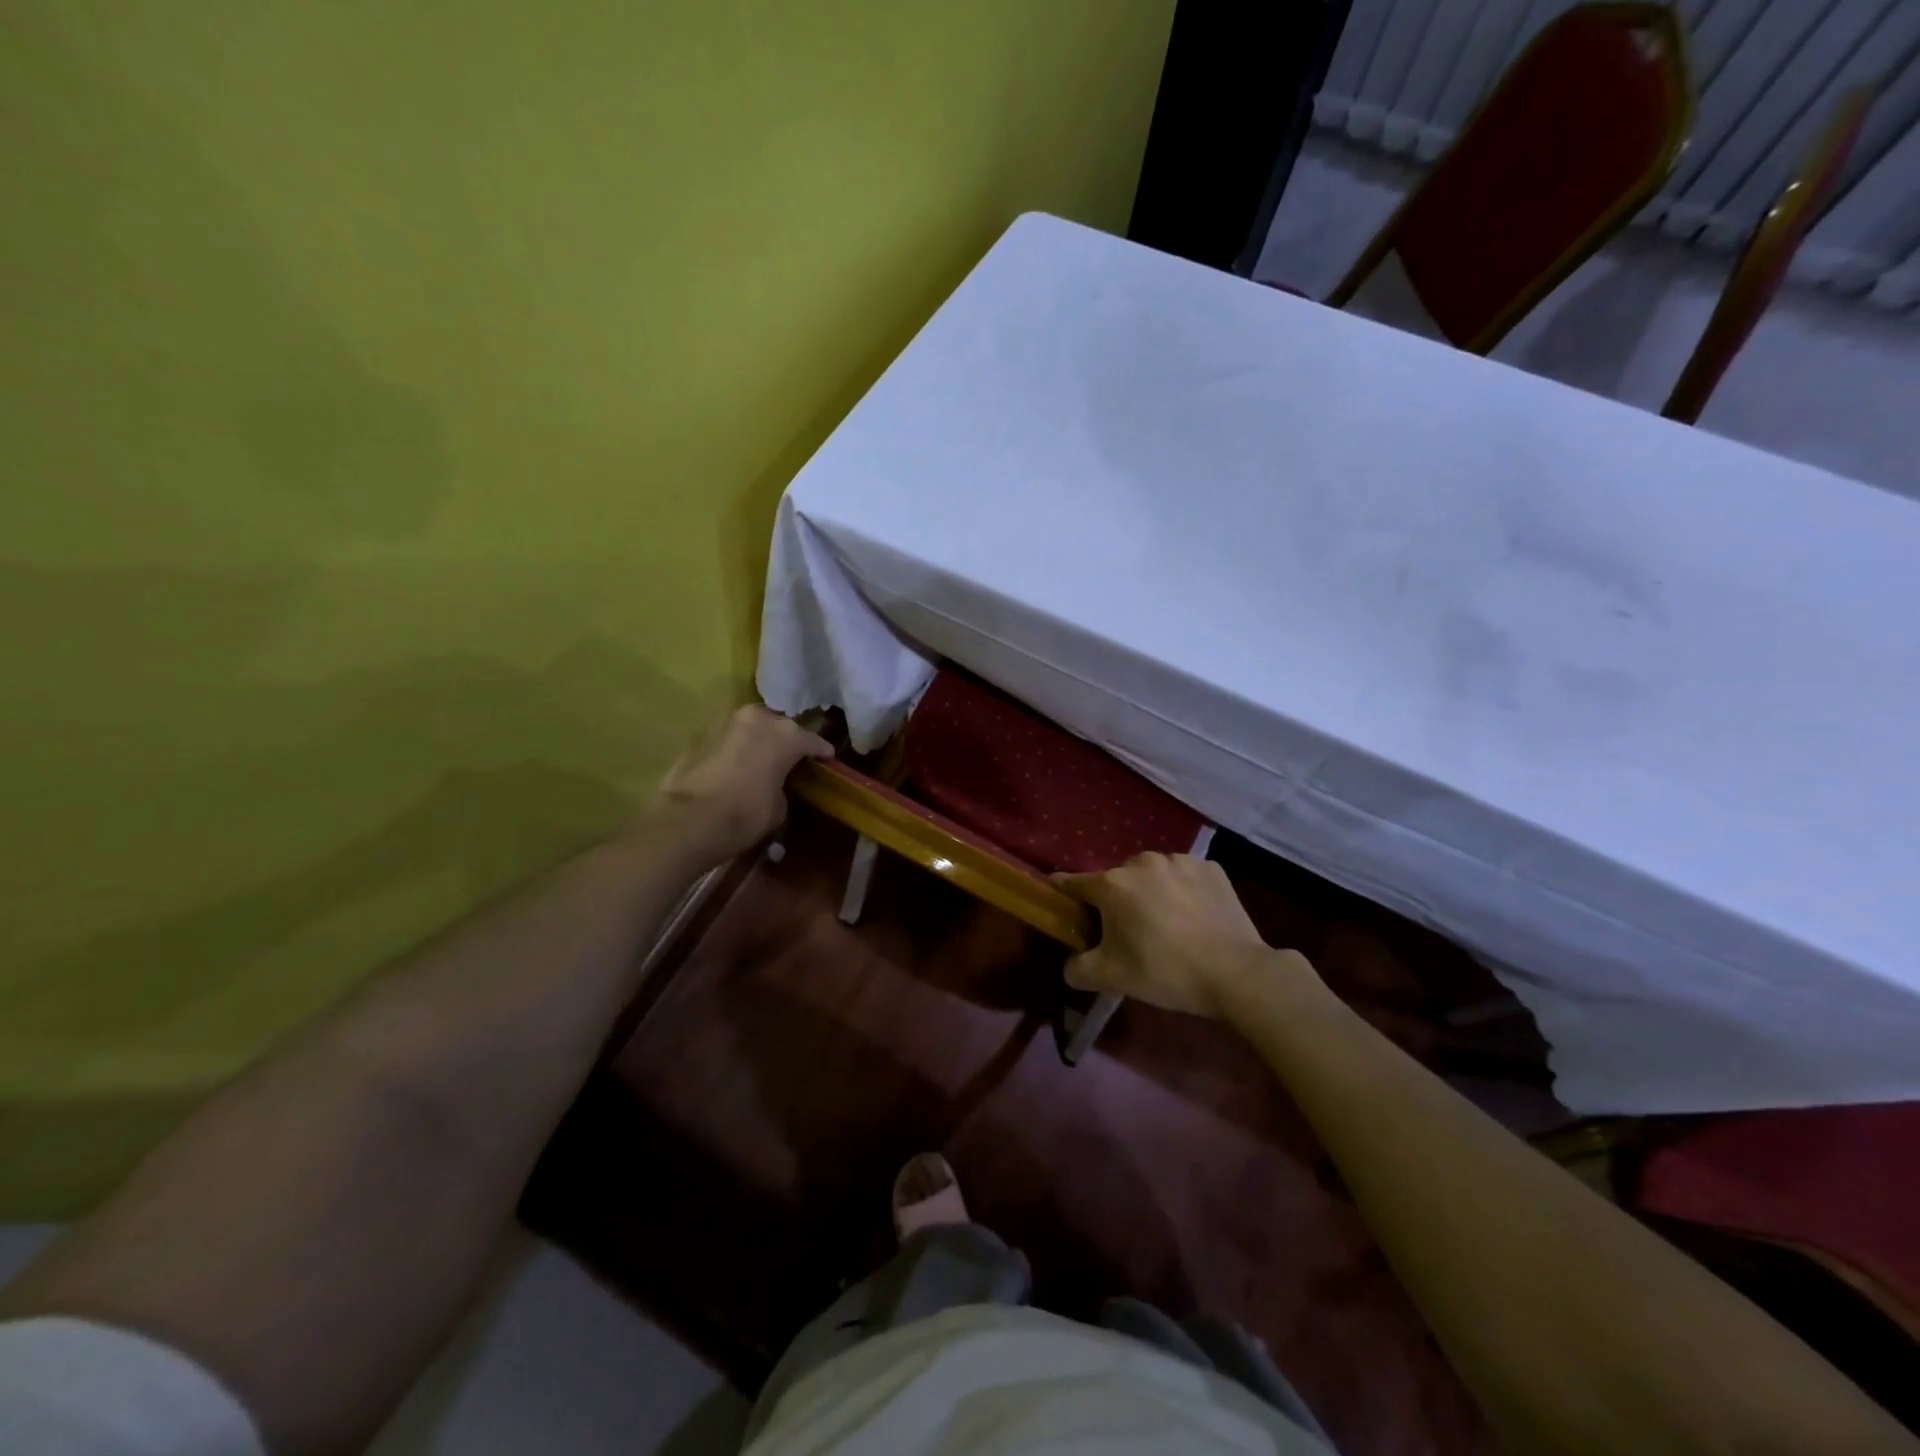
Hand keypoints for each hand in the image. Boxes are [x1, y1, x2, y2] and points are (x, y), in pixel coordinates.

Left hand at [649, 706, 831, 866]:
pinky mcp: (702, 735)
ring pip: (753, 728)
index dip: (821, 751)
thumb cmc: (745, 814)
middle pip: (780, 727)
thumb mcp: (779, 806)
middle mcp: (759, 719)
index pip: (812, 740)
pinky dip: (737, 748)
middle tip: (792, 757)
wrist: (689, 819)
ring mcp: (727, 723)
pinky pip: (730, 739)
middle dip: (788, 740)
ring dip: (760, 740)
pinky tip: (740, 764)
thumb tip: (775, 784)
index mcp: (786, 735)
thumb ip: (782, 786)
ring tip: (765, 758)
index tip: (827, 759)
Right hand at [1054, 853, 1319, 1019]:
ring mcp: (1181, 861)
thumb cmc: (1165, 971)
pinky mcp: (1212, 868)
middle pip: (1117, 880)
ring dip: (1152, 893)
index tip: (1064, 908)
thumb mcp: (1111, 978)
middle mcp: (1143, 862)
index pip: (1073, 883)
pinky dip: (1184, 892)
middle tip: (1127, 933)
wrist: (1236, 974)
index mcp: (1113, 883)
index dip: (1064, 896)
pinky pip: (1185, 877)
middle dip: (1117, 901)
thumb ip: (1077, 969)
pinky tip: (1194, 918)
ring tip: (1166, 924)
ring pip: (1153, 875)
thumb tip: (1070, 965)